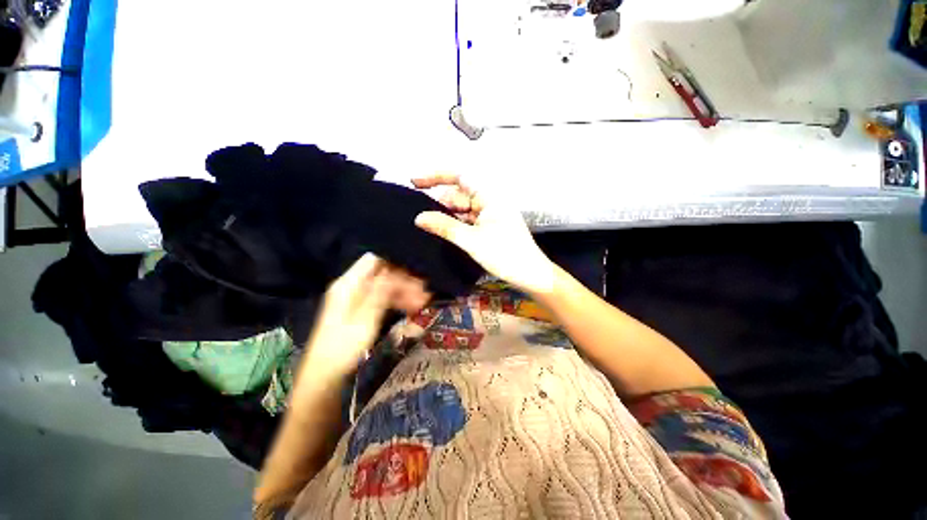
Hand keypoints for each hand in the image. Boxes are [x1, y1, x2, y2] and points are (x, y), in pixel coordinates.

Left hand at [303, 254, 429, 378]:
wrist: (326, 377)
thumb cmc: (342, 349)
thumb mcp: (364, 320)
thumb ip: (379, 293)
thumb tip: (394, 271)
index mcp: (348, 284)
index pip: (374, 259)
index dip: (395, 261)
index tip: (416, 271)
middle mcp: (353, 287)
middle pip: (384, 273)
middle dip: (405, 280)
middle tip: (425, 292)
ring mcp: (359, 298)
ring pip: (387, 286)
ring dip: (405, 291)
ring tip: (424, 302)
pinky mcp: (364, 309)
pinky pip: (385, 298)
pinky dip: (399, 301)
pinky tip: (414, 308)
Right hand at [412, 174, 555, 294]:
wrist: (530, 275)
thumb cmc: (505, 254)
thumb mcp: (472, 240)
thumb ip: (445, 226)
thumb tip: (419, 217)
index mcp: (489, 196)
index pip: (460, 177)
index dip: (436, 177)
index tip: (415, 182)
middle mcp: (489, 202)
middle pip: (459, 195)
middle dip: (440, 203)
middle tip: (421, 218)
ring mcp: (490, 215)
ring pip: (462, 210)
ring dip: (447, 216)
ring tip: (428, 226)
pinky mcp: (490, 228)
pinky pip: (468, 221)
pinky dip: (456, 225)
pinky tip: (443, 232)